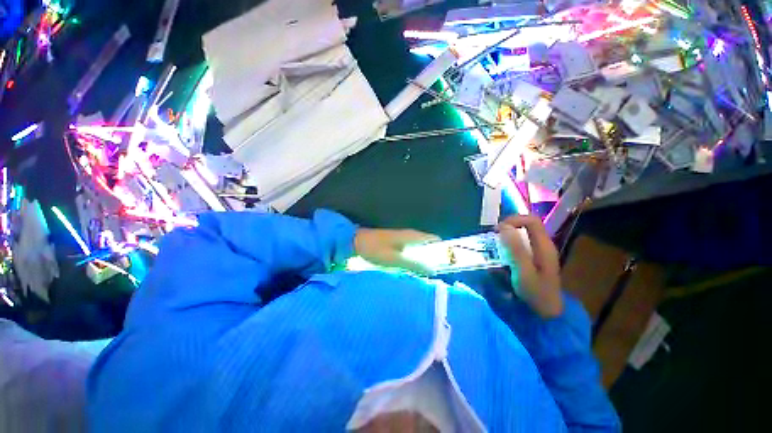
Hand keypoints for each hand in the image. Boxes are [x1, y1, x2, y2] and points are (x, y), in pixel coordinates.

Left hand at [354, 228, 440, 274]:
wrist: (357, 241)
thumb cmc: (375, 249)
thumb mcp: (395, 259)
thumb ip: (413, 264)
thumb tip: (433, 270)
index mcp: (412, 236)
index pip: (435, 239)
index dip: (443, 250)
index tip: (447, 264)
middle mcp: (411, 235)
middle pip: (429, 244)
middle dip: (434, 257)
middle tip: (436, 273)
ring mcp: (403, 238)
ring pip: (420, 248)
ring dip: (425, 259)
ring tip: (427, 274)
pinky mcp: (397, 243)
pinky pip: (412, 251)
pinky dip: (415, 259)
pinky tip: (413, 270)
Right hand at [497, 215, 562, 317]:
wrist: (546, 315)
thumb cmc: (536, 294)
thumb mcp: (523, 272)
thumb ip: (515, 249)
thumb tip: (503, 226)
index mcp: (544, 246)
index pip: (531, 220)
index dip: (514, 219)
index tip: (497, 230)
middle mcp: (542, 246)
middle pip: (525, 227)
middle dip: (507, 230)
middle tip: (492, 239)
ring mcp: (538, 254)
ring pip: (520, 237)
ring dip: (505, 240)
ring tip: (493, 250)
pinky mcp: (532, 261)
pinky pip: (518, 248)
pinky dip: (506, 250)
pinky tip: (499, 260)